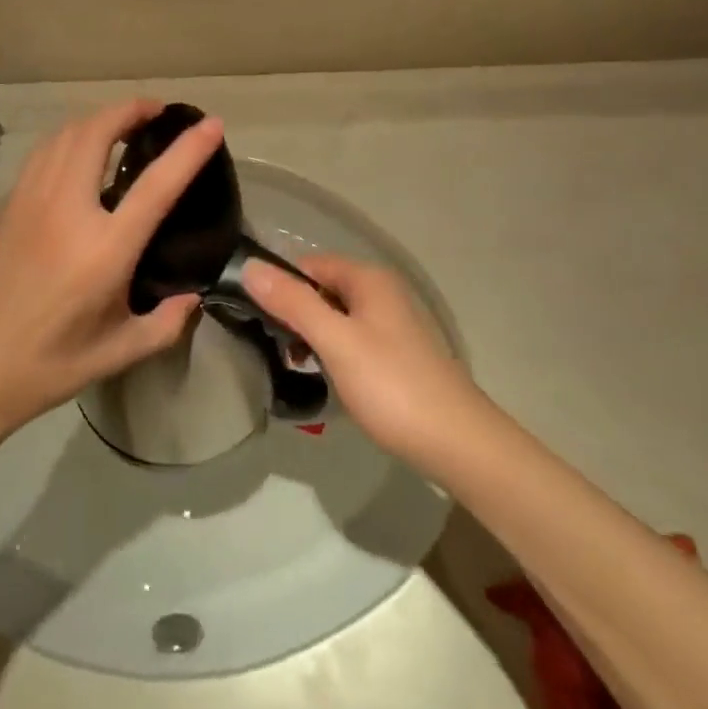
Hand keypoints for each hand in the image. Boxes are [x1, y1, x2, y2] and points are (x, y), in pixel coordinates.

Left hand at [0, 100, 222, 444]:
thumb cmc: (48, 365)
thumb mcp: (119, 353)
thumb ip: (166, 324)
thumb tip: (193, 297)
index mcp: (104, 248)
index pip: (156, 184)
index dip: (188, 149)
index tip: (211, 124)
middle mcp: (66, 210)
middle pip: (98, 132)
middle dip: (131, 110)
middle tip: (157, 112)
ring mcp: (30, 201)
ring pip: (65, 134)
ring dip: (98, 118)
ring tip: (122, 124)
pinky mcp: (7, 205)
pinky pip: (43, 153)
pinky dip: (69, 137)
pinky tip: (78, 152)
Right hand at [244, 253, 479, 467]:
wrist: (458, 444)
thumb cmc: (391, 386)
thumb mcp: (335, 341)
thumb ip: (292, 303)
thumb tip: (249, 266)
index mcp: (369, 279)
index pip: (309, 264)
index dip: (280, 285)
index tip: (254, 316)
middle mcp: (382, 292)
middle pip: (322, 289)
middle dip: (294, 313)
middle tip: (272, 346)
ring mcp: (393, 324)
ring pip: (336, 316)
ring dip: (312, 335)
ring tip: (293, 365)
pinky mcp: (397, 354)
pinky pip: (352, 339)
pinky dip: (333, 352)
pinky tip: (326, 378)